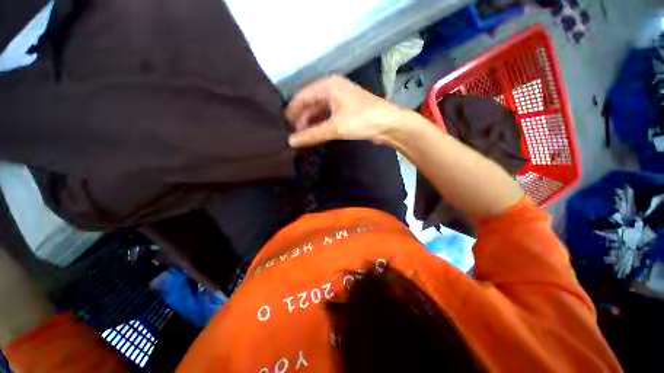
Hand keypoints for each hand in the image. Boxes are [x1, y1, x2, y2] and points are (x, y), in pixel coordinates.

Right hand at [285, 75, 408, 147]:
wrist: (389, 125)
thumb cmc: (362, 120)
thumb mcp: (335, 127)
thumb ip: (312, 134)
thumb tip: (291, 142)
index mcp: (328, 86)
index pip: (302, 96)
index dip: (292, 111)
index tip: (283, 125)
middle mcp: (332, 89)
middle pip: (310, 104)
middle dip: (301, 119)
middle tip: (293, 135)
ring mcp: (340, 100)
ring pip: (319, 111)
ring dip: (310, 123)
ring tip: (302, 137)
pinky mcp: (345, 111)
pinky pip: (327, 117)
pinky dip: (320, 125)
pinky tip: (314, 135)